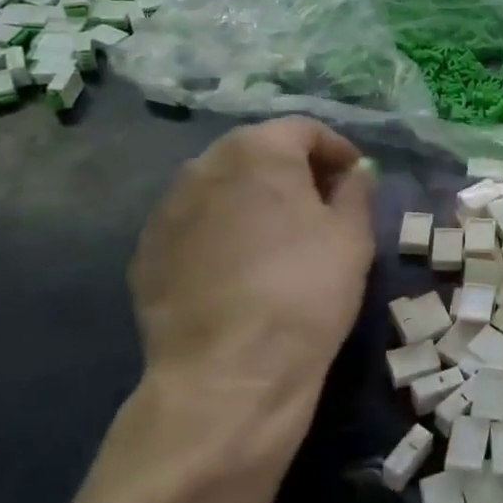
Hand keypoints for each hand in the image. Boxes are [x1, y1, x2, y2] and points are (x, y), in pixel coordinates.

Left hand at [130, 117, 374, 434]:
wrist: (229, 373)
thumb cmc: (307, 290)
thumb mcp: (354, 236)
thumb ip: (357, 191)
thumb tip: (354, 174)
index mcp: (257, 151)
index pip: (303, 129)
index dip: (337, 150)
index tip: (356, 180)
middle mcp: (203, 166)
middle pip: (257, 152)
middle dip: (293, 171)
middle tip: (323, 206)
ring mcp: (166, 210)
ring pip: (221, 188)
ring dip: (254, 199)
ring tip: (281, 239)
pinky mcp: (146, 253)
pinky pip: (195, 226)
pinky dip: (223, 232)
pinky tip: (242, 270)